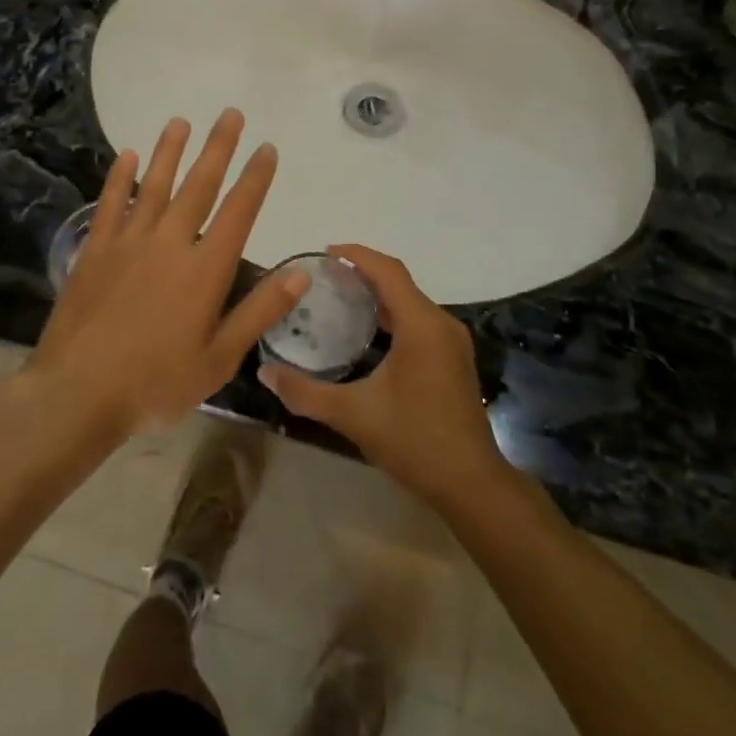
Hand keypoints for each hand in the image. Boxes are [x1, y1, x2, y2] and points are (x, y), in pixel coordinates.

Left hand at [28, 109, 307, 440]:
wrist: (77, 393)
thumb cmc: (155, 384)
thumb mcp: (219, 359)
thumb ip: (259, 312)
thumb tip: (302, 274)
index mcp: (204, 270)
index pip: (238, 212)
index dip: (254, 178)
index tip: (267, 148)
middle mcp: (169, 244)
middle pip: (199, 186)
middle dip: (218, 149)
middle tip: (230, 114)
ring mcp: (127, 243)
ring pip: (154, 186)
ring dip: (169, 152)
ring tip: (181, 121)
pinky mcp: (94, 251)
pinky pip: (110, 205)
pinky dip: (119, 178)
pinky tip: (126, 156)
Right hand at [256, 244, 507, 504]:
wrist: (470, 483)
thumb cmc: (413, 440)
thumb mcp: (352, 415)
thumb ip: (305, 392)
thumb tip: (265, 372)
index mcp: (421, 325)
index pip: (388, 271)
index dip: (357, 255)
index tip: (325, 252)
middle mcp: (440, 324)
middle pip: (400, 282)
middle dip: (363, 273)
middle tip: (324, 278)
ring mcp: (451, 342)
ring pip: (411, 302)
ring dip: (378, 295)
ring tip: (339, 299)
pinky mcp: (453, 359)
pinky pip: (419, 321)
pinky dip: (392, 315)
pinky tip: (368, 334)